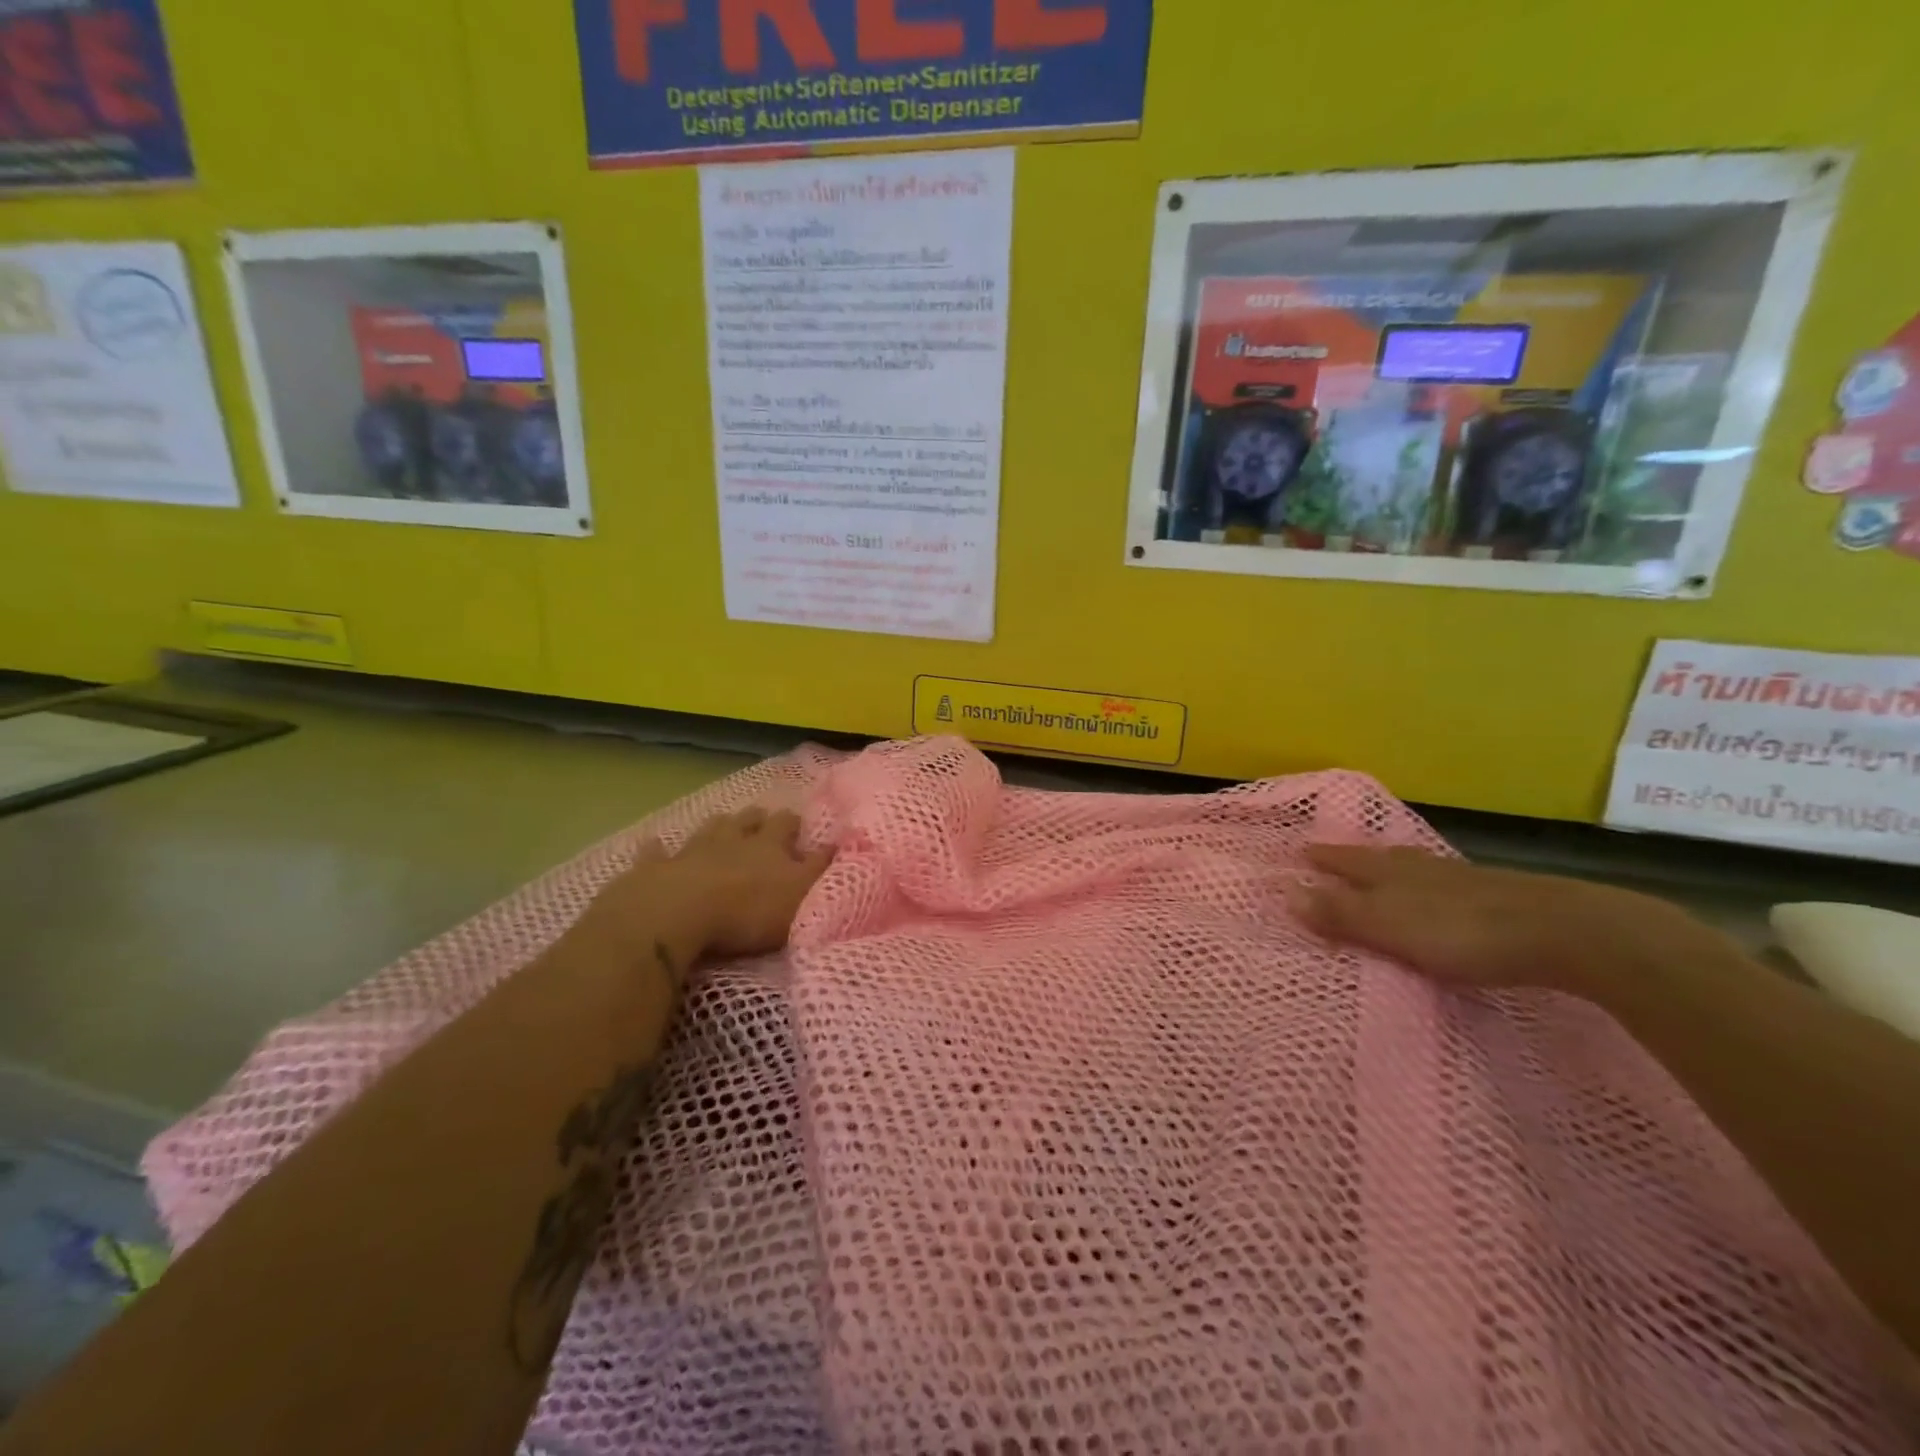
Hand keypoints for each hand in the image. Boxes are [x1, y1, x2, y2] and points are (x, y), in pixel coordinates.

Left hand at [572, 808, 833, 976]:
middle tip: (763, 818)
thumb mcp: (801, 895)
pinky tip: (655, 843)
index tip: (800, 825)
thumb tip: (841, 843)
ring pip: (709, 829)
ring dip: (719, 826)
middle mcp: (733, 839)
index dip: (794, 824)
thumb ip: (820, 870)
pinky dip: (658, 848)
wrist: (678, 913)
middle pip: (747, 821)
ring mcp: (692, 850)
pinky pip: (657, 853)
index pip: (786, 825)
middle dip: (758, 819)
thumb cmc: (748, 910)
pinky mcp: (657, 868)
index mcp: (769, 845)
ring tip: (724, 822)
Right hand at [1297, 844, 1702, 996]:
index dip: (1322, 858)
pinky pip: (1442, 885)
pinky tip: (1437, 894)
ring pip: (1412, 867)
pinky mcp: (1494, 896)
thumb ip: (1340, 913)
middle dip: (1352, 858)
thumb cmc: (1458, 930)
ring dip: (1390, 868)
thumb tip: (1284, 892)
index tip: (1299, 850)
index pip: (1345, 861)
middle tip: (1331, 855)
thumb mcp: (1388, 927)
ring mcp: (1459, 879)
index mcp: (1389, 872)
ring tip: (1380, 869)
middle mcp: (1419, 868)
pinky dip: (1426, 886)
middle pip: (1377, 858)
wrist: (1560, 931)